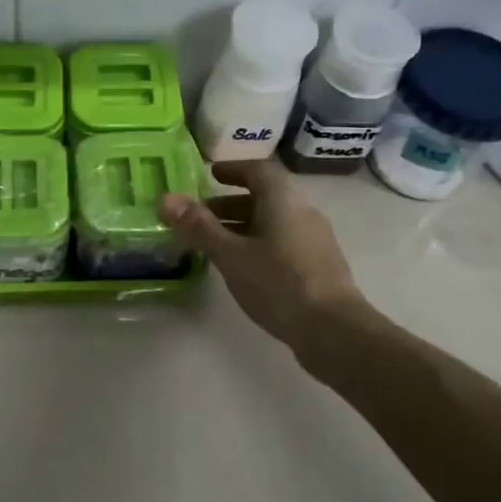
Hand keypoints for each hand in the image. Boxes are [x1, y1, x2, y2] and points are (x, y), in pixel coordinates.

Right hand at [160, 159, 362, 356]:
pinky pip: (282, 243)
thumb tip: (166, 198)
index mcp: (283, 201)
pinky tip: (243, 269)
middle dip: (230, 204)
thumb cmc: (279, 284)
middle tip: (200, 216)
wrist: (334, 331)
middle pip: (265, 197)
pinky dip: (258, 245)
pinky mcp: (318, 267)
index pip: (257, 170)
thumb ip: (199, 227)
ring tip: (214, 245)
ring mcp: (314, 240)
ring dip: (243, 227)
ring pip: (273, 222)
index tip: (209, 175)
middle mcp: (303, 212)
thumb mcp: (231, 255)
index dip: (232, 170)